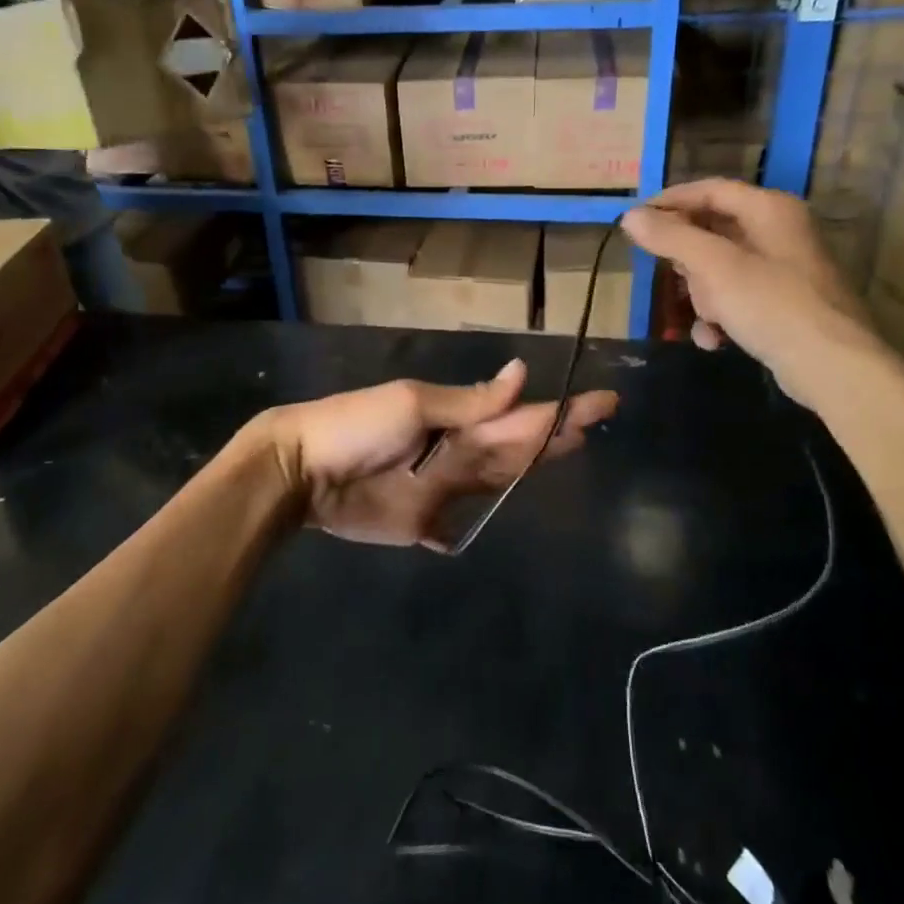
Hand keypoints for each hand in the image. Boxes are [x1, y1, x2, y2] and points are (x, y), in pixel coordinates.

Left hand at [256, 360, 617, 550]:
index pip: (520, 415)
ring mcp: (440, 489)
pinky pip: (453, 528)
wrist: (301, 469)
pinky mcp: (420, 524)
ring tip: (565, 453)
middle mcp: (457, 453)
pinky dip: (467, 529)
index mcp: (458, 421)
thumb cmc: (357, 427)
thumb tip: (522, 373)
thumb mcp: (413, 405)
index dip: (561, 411)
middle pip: (515, 447)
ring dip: (527, 470)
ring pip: (496, 480)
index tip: (602, 401)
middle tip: (596, 424)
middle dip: (554, 435)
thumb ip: (469, 402)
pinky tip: (482, 530)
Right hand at [621, 179, 887, 406]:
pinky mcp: (782, 304)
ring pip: (719, 270)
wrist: (831, 367)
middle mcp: (778, 231)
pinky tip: (713, 340)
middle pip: (712, 232)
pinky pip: (736, 298)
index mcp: (769, 209)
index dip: (669, 202)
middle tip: (669, 280)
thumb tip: (630, 216)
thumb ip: (671, 237)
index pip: (710, 190)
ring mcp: (782, 270)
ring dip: (701, 297)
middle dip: (687, 263)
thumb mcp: (714, 267)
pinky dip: (720, 317)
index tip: (634, 222)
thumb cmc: (771, 305)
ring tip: (705, 319)